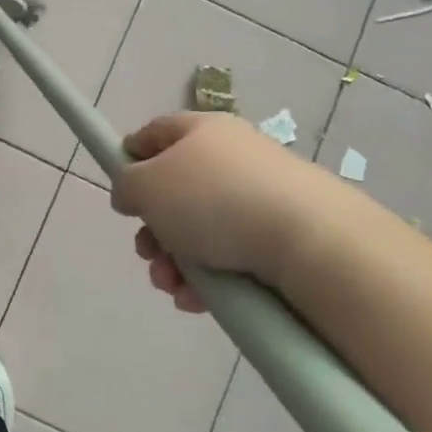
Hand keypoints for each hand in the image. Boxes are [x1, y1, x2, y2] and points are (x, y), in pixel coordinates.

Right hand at [111, 112, 341, 308]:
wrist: (311, 241)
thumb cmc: (213, 200)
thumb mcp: (146, 186)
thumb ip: (125, 185)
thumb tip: (132, 194)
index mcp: (201, 130)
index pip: (155, 133)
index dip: (131, 157)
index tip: (121, 191)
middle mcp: (232, 157)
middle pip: (174, 191)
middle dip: (152, 230)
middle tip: (147, 254)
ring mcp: (261, 196)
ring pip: (199, 230)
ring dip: (174, 261)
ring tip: (171, 286)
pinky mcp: (282, 236)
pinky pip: (231, 255)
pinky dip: (208, 278)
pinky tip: (197, 300)